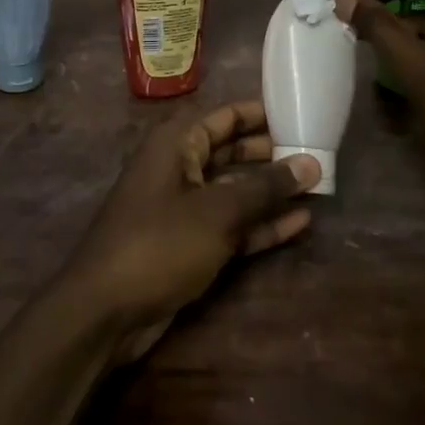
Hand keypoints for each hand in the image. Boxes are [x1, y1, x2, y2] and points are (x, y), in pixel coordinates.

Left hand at [58, 101, 319, 361]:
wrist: (106, 310)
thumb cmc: (159, 242)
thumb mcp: (217, 211)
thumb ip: (265, 187)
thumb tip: (311, 163)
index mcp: (177, 143)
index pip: (226, 117)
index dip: (263, 115)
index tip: (302, 113)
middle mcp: (180, 167)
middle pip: (233, 152)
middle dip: (272, 155)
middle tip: (319, 154)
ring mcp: (184, 208)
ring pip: (235, 191)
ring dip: (271, 192)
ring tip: (318, 188)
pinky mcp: (190, 244)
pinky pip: (231, 225)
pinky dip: (261, 225)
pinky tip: (300, 224)